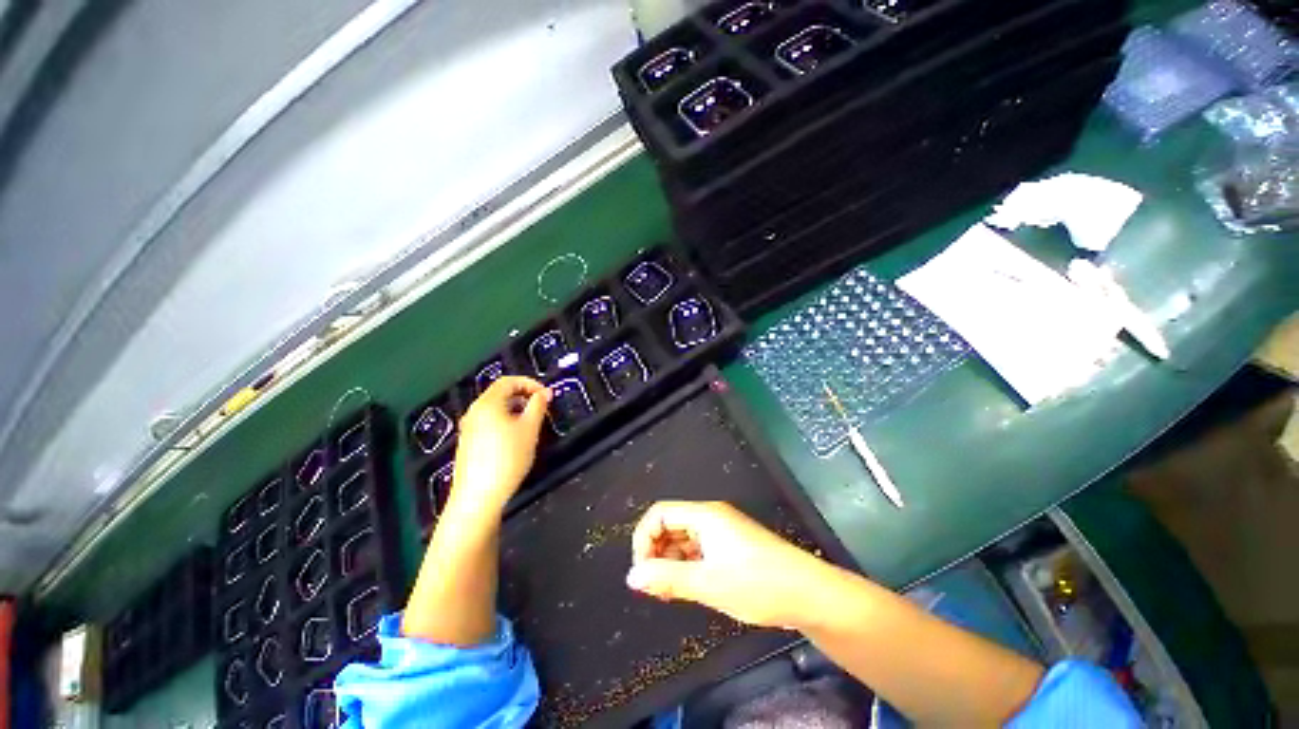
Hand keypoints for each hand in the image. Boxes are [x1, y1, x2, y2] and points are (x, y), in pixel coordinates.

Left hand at [448, 377, 549, 516]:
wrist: (478, 497)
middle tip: (542, 408)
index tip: (546, 395)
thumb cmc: (507, 458)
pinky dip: (505, 422)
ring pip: (495, 410)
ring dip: (516, 410)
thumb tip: (544, 393)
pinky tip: (515, 440)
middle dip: (523, 396)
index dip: (529, 383)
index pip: (508, 381)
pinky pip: (489, 423)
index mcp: (487, 404)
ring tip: (532, 424)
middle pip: (500, 394)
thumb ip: (538, 406)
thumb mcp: (529, 429)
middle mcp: (474, 412)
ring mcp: (468, 429)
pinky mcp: (468, 444)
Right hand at [626, 500, 837, 628]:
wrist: (809, 594)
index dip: (644, 539)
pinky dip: (688, 567)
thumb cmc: (757, 583)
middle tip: (653, 587)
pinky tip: (688, 588)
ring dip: (671, 562)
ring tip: (668, 592)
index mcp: (705, 516)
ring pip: (685, 540)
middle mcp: (712, 518)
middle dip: (657, 552)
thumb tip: (632, 577)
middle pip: (671, 525)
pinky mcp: (732, 548)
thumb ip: (667, 578)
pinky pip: (700, 551)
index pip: (660, 514)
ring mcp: (723, 533)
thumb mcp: (708, 583)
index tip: (641, 571)